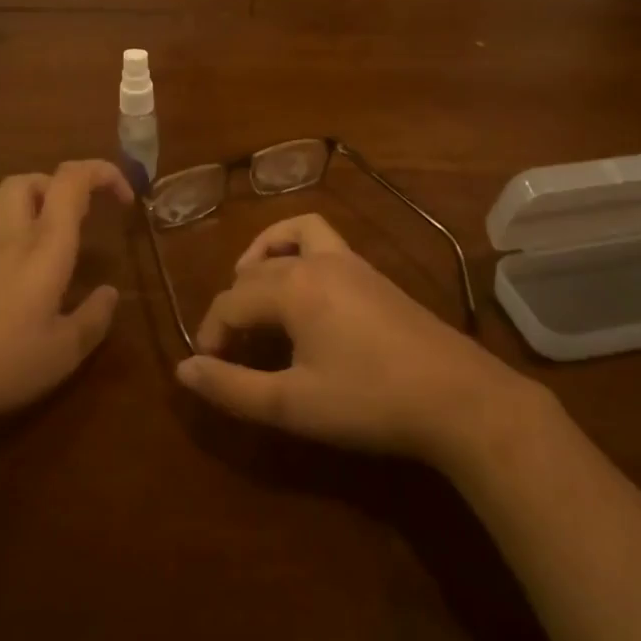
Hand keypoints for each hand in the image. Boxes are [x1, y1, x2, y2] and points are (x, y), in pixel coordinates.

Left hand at [0, 159, 133, 446]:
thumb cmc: (0, 363)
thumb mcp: (62, 353)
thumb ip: (93, 319)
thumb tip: (111, 293)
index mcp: (45, 245)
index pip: (72, 180)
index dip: (103, 173)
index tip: (126, 199)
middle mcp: (12, 236)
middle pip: (31, 179)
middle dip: (63, 185)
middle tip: (84, 218)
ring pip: (8, 202)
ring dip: (38, 206)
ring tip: (58, 244)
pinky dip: (18, 235)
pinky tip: (25, 278)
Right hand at [175, 214, 542, 469]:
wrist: (457, 397)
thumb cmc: (369, 401)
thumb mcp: (293, 404)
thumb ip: (233, 387)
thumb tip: (183, 370)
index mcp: (292, 287)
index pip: (231, 301)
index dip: (212, 334)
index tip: (210, 368)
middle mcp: (316, 260)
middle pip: (255, 271)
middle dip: (233, 305)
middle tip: (231, 348)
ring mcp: (349, 260)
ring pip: (291, 237)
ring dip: (264, 256)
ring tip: (254, 291)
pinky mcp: (372, 272)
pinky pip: (322, 240)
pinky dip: (298, 250)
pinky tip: (305, 290)